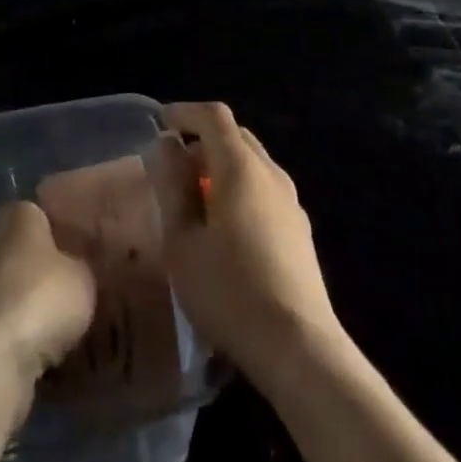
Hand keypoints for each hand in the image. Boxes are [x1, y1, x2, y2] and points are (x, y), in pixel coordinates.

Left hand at [0, 201, 97, 391]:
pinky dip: (13, 340)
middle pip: (18, 252)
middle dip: (38, 270)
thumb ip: (81, 265)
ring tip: (55, 330)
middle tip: (69, 291)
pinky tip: (36, 357)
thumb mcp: (83, 278)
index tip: (73, 247)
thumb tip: (77, 266)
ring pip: (6, 292)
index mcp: (18, 219)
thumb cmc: (40, 298)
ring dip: (24, 307)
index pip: (35, 212)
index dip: (53, 227)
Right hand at [148, 102, 341, 386]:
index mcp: (241, 167)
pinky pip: (264, 189)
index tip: (160, 122)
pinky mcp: (300, 230)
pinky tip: (225, 228)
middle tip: (172, 166)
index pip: (213, 116)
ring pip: (252, 163)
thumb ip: (171, 187)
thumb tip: (165, 146)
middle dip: (202, 140)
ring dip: (221, 167)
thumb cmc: (230, 291)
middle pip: (235, 136)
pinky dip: (239, 189)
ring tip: (194, 200)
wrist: (299, 348)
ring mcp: (291, 201)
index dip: (185, 112)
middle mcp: (270, 173)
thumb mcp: (182, 242)